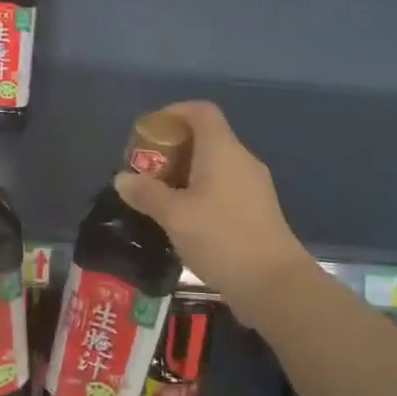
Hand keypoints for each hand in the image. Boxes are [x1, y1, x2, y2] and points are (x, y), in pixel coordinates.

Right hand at [113, 100, 314, 308]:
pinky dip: (201, 191)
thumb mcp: (174, 216)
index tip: (148, 132)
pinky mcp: (258, 209)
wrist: (275, 284)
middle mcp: (241, 159)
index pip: (200, 111)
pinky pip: (225, 186)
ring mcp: (254, 185)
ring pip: (215, 165)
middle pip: (205, 137)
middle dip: (172, 149)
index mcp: (222, 150)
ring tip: (159, 197)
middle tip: (146, 170)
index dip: (173, 113)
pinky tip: (184, 219)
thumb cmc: (221, 238)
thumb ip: (146, 194)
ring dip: (185, 173)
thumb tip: (122, 178)